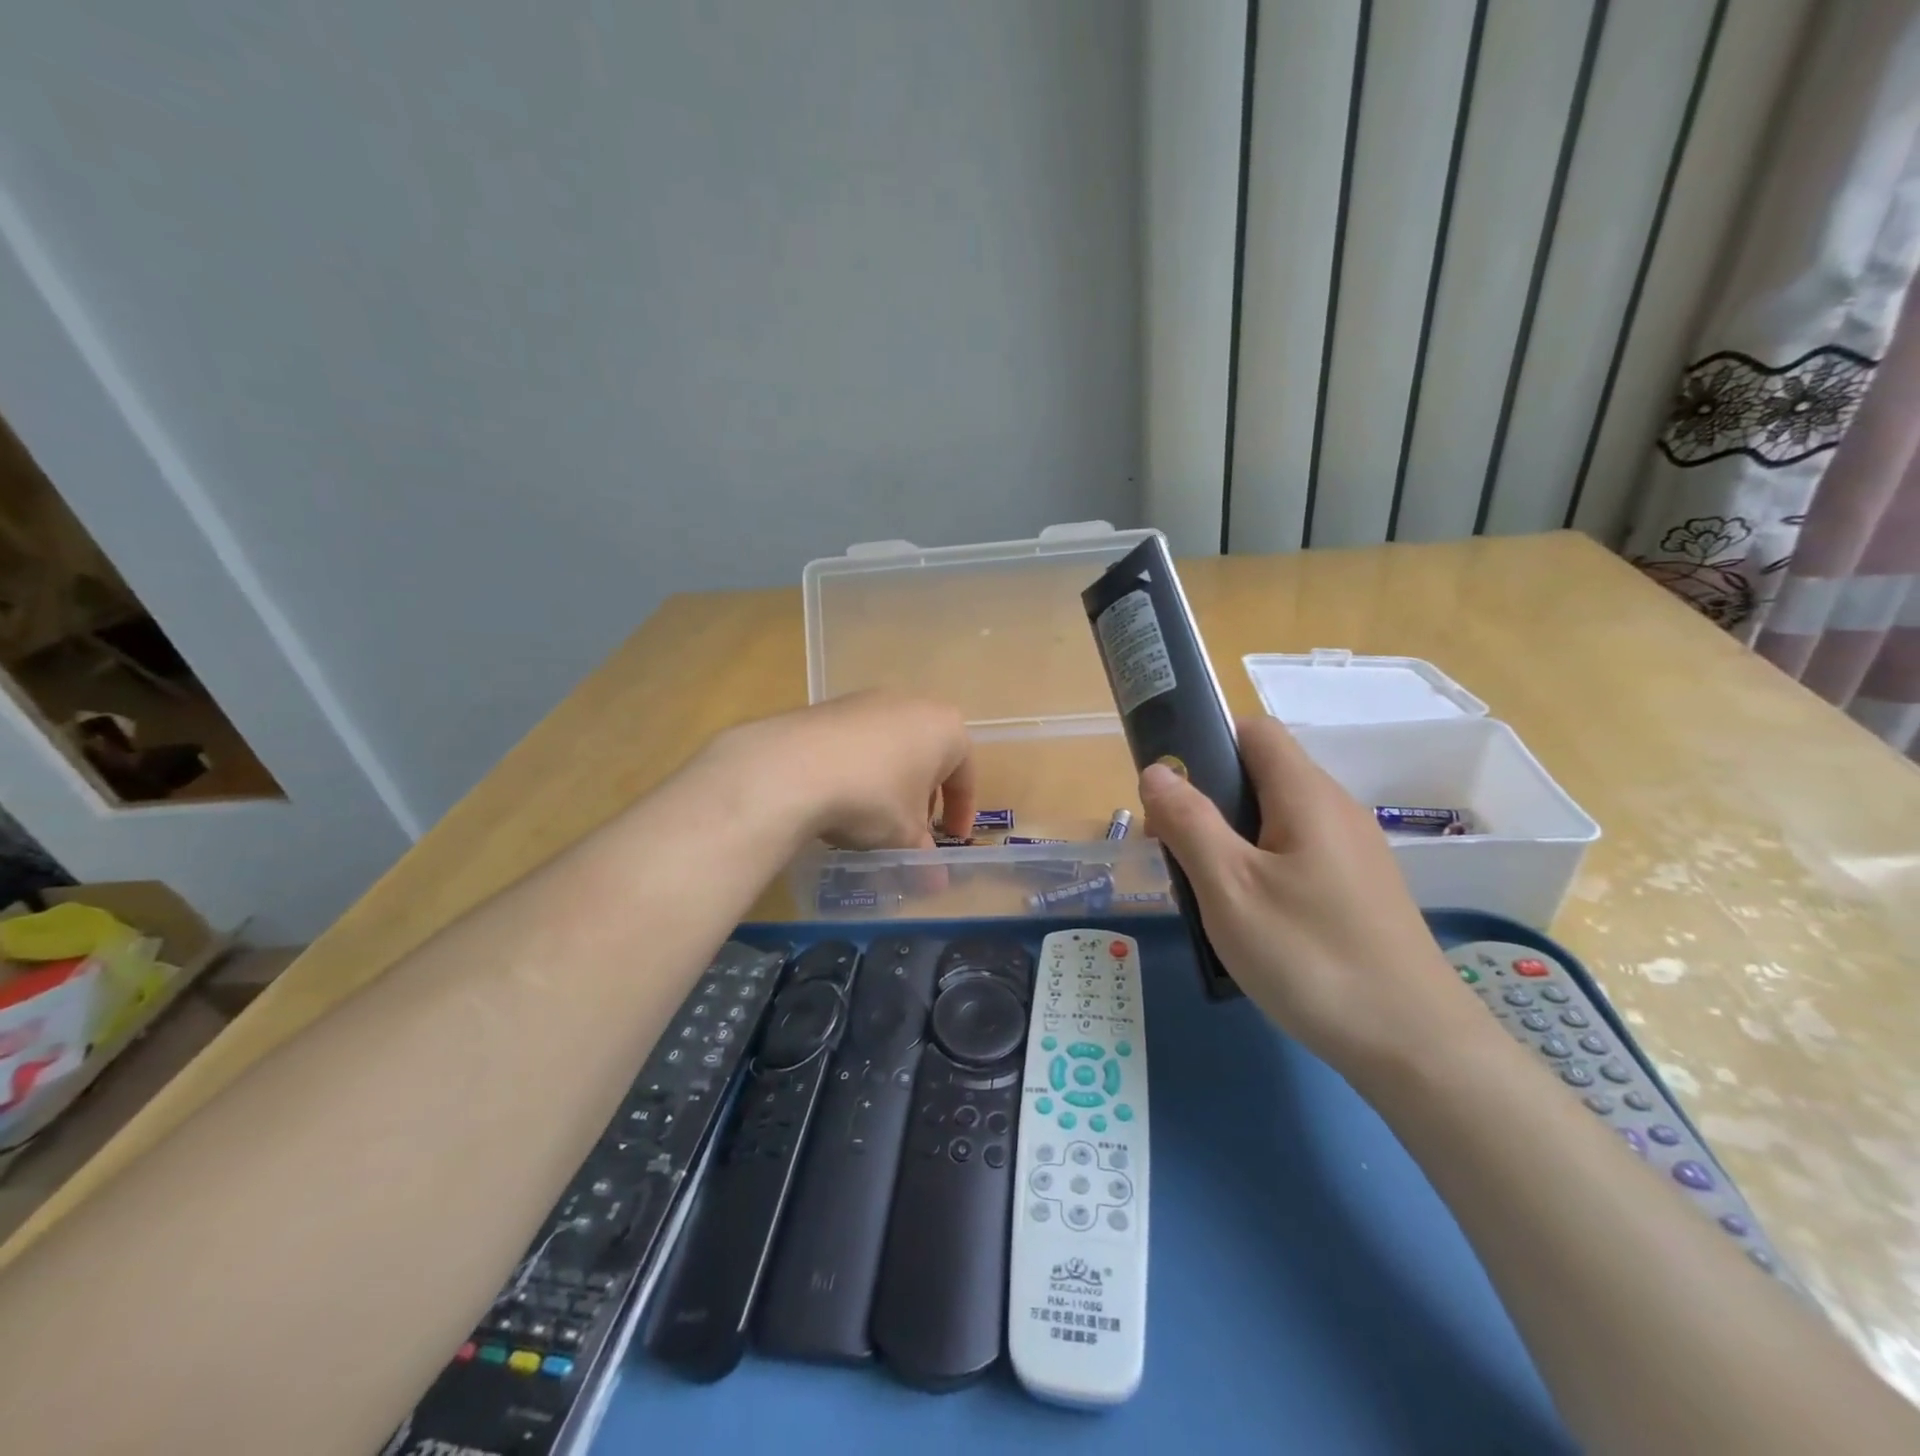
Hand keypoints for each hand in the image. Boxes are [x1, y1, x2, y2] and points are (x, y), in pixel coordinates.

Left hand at [719, 691, 975, 851]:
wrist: (792, 768)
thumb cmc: (873, 798)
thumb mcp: (904, 836)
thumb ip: (924, 855)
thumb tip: (936, 884)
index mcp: (946, 728)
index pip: (965, 776)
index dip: (961, 814)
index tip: (952, 841)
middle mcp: (913, 704)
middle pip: (928, 757)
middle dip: (924, 796)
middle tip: (913, 830)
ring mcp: (869, 700)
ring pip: (892, 748)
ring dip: (891, 782)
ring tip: (874, 817)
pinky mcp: (831, 707)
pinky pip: (858, 742)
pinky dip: (859, 769)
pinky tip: (841, 796)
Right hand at [1138, 716, 1490, 1079]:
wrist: (1414, 1047)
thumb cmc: (1310, 957)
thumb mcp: (1230, 888)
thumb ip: (1189, 821)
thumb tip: (1158, 770)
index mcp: (1306, 795)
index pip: (1254, 731)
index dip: (1207, 743)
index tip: (1170, 789)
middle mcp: (1336, 810)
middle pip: (1261, 776)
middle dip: (1208, 801)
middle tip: (1174, 851)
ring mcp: (1354, 852)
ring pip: (1275, 820)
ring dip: (1230, 840)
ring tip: (1205, 891)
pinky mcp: (1360, 890)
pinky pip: (1296, 855)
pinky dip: (1260, 868)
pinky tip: (1249, 918)